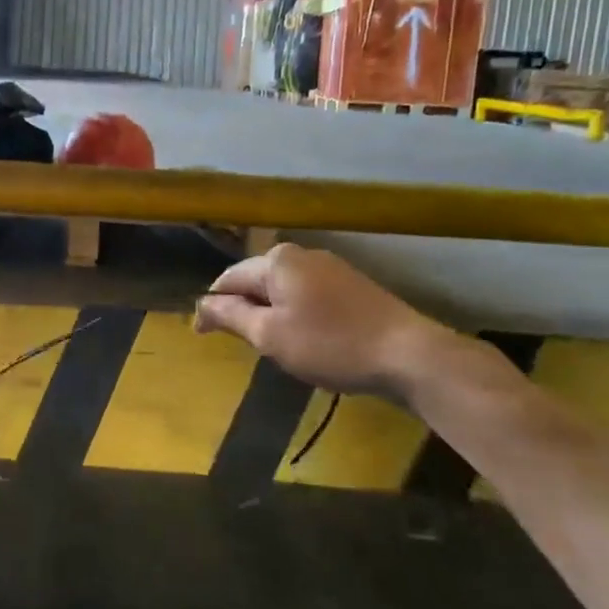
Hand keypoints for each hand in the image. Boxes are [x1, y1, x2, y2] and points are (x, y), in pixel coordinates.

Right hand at [194, 243, 450, 394]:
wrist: (407, 354)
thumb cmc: (330, 344)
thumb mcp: (270, 335)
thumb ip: (231, 316)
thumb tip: (200, 304)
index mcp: (276, 260)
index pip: (228, 279)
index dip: (212, 307)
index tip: (203, 336)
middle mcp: (301, 254)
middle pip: (256, 280)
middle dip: (244, 308)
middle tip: (243, 345)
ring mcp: (330, 266)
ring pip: (283, 288)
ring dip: (271, 313)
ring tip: (273, 346)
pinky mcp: (352, 285)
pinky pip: (308, 295)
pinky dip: (296, 314)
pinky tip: (307, 340)